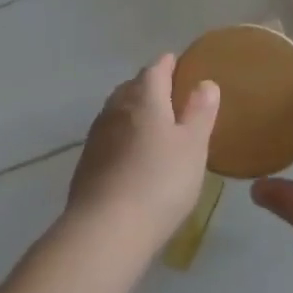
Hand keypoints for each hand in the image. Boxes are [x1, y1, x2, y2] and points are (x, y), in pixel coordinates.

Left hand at [66, 55, 219, 254]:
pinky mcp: (87, 163)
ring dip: (133, 111)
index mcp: (144, 98)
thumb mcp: (193, 146)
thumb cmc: (160, 181)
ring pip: (117, 111)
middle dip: (149, 86)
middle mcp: (116, 109)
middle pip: (132, 87)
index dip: (168, 64)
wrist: (105, 228)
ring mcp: (97, 136)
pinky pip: (109, 137)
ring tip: (152, 123)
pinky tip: (132, 154)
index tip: (177, 63)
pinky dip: (123, 136)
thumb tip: (205, 83)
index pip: (156, 69)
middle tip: (169, 94)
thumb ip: (200, 112)